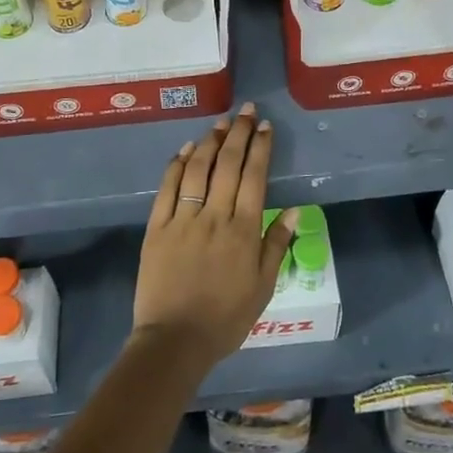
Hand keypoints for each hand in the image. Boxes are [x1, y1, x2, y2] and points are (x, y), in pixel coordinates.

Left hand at [132, 104, 293, 371]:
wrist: (175, 340)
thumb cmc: (226, 318)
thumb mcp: (263, 287)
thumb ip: (277, 244)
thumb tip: (295, 209)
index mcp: (243, 230)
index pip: (255, 177)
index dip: (260, 148)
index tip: (265, 127)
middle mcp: (214, 216)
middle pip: (228, 165)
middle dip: (239, 134)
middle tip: (246, 111)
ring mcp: (183, 218)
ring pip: (198, 169)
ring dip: (210, 142)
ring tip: (221, 123)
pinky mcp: (157, 227)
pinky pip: (168, 188)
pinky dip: (177, 165)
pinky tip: (185, 150)